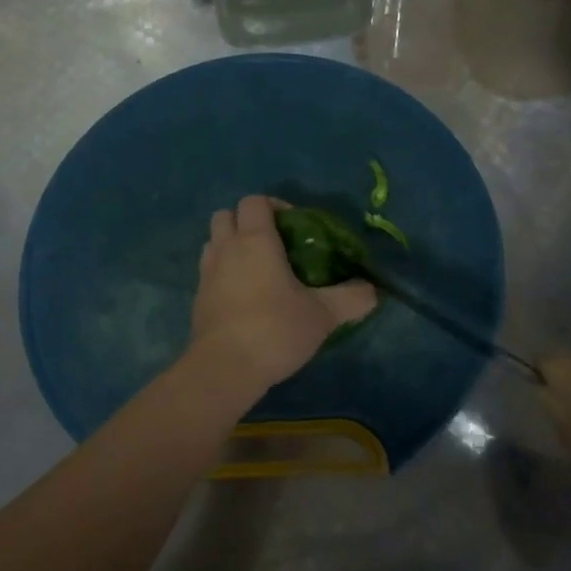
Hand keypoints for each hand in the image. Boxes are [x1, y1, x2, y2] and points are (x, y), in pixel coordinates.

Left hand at [189, 195, 376, 393]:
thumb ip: (351, 298)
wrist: (225, 368)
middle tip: (273, 244)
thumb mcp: (323, 315)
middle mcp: (226, 249)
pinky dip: (223, 274)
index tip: (295, 227)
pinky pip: (208, 272)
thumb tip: (372, 290)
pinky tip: (244, 298)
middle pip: (226, 215)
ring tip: (257, 270)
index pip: (254, 201)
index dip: (274, 205)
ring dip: (231, 246)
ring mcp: (206, 273)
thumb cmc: (274, 329)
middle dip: (246, 222)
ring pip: (213, 242)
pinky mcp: (198, 299)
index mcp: (255, 240)